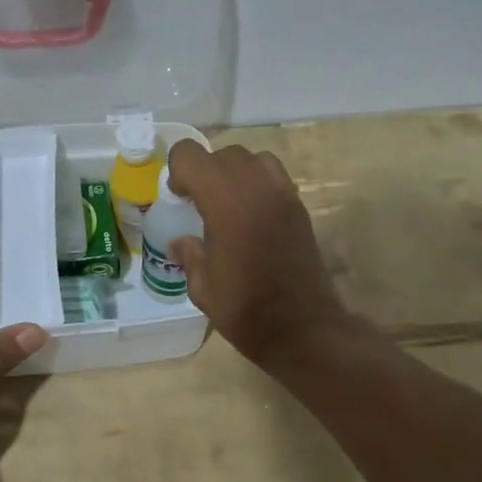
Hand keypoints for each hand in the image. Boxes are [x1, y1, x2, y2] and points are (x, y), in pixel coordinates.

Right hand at [163, 141, 352, 365]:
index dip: (179, 171)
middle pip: (223, 154)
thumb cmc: (245, 309)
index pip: (191, 155)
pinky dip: (259, 184)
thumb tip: (180, 242)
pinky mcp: (300, 206)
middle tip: (200, 204)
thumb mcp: (203, 287)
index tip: (179, 198)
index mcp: (224, 201)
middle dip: (206, 171)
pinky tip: (252, 217)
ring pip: (253, 158)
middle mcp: (255, 186)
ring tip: (229, 205)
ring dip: (235, 173)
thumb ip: (189, 255)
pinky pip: (275, 176)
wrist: (302, 327)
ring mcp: (283, 193)